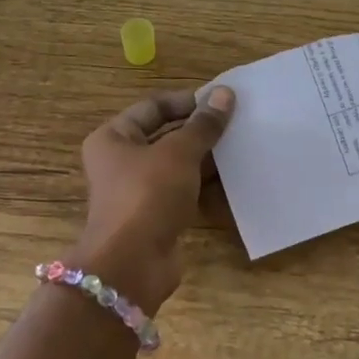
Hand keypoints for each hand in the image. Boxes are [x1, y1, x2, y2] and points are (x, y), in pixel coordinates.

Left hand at [75, 86, 234, 312]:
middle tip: (240, 123)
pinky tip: (236, 180)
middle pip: (166, 136)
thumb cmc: (147, 195)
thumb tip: (225, 93)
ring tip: (244, 148)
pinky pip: (184, 192)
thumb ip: (203, 125)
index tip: (222, 101)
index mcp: (114, 137)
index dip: (187, 101)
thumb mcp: (178, 153)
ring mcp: (139, 191)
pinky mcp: (156, 216)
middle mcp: (122, 161)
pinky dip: (206, 186)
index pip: (153, 107)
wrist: (131, 265)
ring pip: (178, 166)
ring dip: (208, 159)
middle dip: (201, 131)